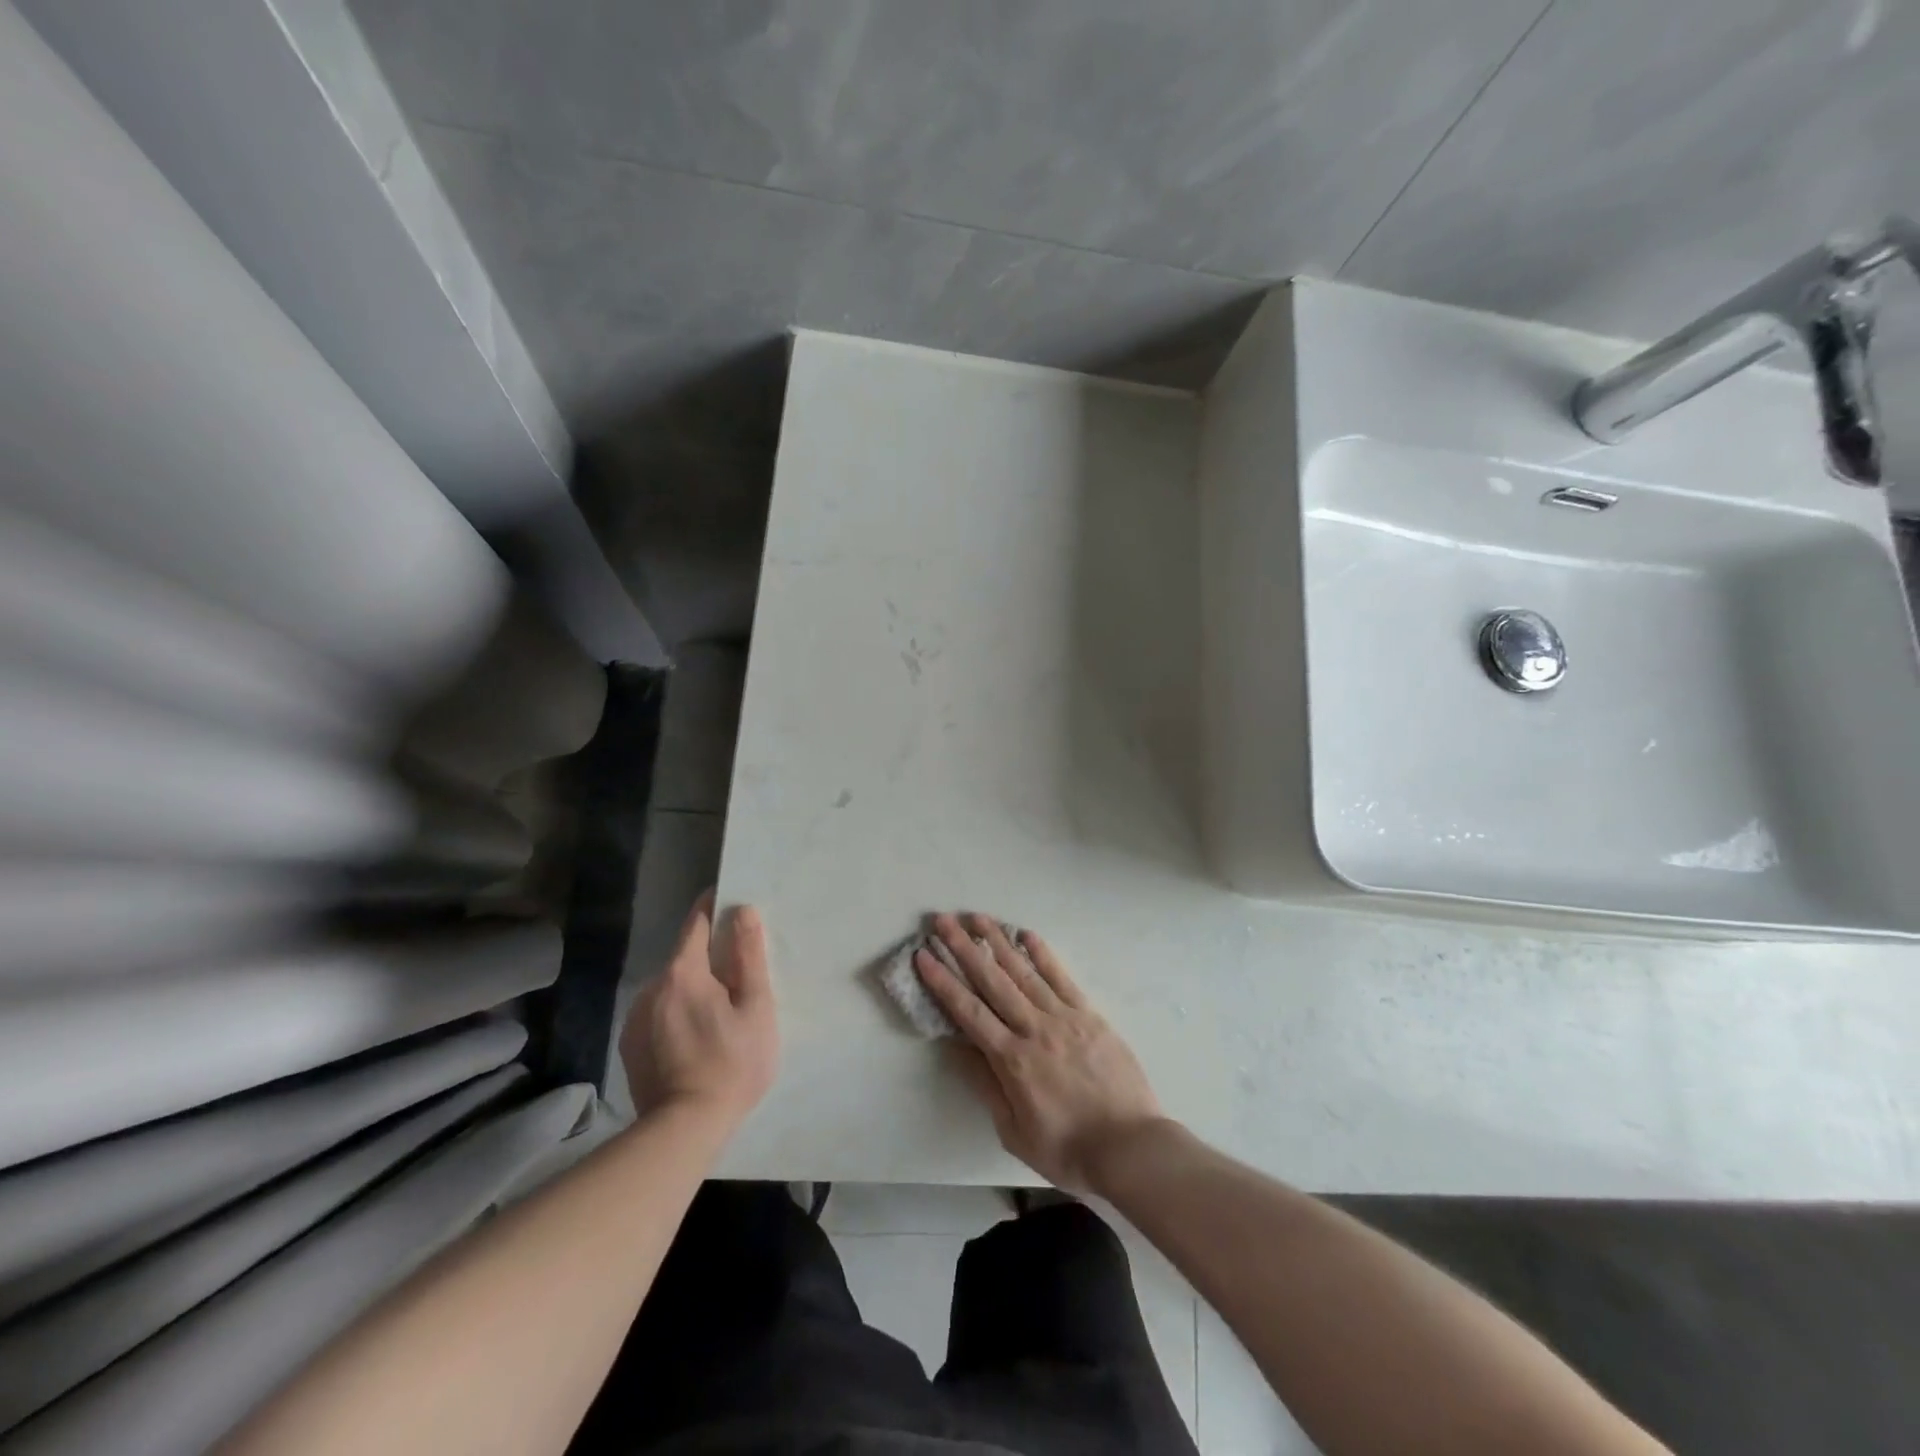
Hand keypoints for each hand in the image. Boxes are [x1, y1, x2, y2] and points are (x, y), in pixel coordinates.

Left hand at [620, 892, 776, 1126]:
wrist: (684, 1130)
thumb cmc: (732, 1064)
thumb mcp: (756, 1008)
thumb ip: (748, 956)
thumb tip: (742, 911)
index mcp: (683, 973)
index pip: (695, 923)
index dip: (713, 908)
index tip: (729, 900)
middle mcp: (651, 988)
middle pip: (684, 957)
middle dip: (709, 957)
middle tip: (738, 974)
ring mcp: (636, 1018)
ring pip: (671, 987)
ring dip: (693, 988)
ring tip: (720, 1012)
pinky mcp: (630, 1045)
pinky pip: (659, 1012)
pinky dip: (677, 1012)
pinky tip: (696, 1037)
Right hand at [915, 913, 1164, 1194]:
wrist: (1132, 1148)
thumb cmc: (1068, 1149)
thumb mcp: (1015, 1132)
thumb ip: (987, 1086)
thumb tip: (959, 1048)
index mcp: (1012, 1060)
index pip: (968, 1012)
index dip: (943, 981)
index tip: (923, 955)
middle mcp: (1034, 1029)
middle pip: (992, 981)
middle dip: (963, 948)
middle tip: (942, 920)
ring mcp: (1064, 1017)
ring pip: (1023, 972)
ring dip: (997, 942)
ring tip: (977, 918)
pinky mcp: (1089, 1015)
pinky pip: (1061, 978)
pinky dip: (1042, 954)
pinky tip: (1026, 935)